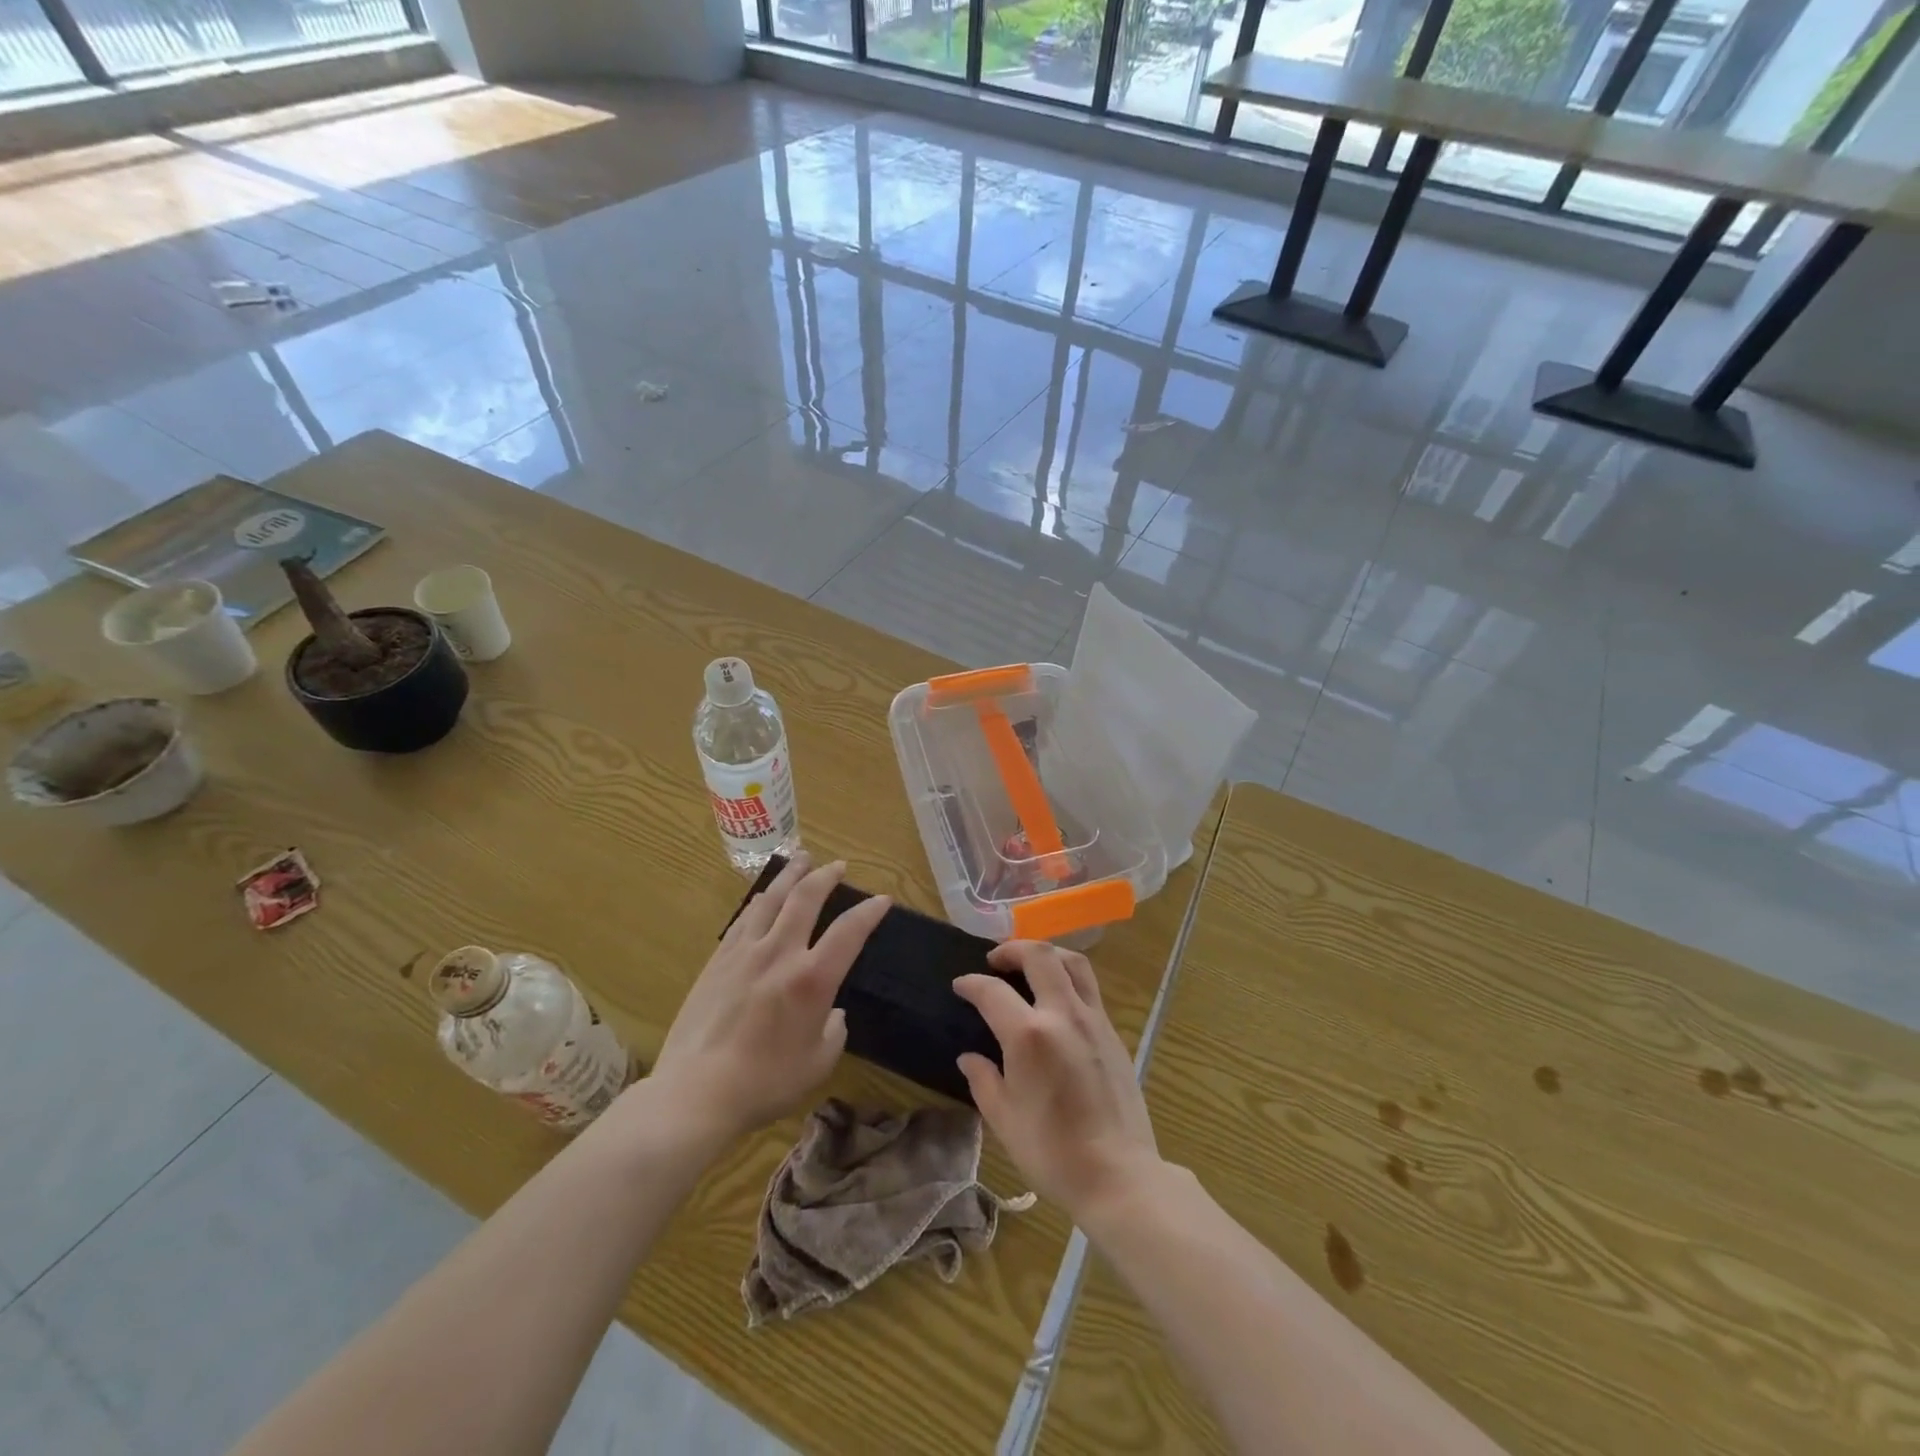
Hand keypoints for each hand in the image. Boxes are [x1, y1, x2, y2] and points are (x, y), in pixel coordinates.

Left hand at [648, 855, 887, 1145]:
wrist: (696, 1092)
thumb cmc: (765, 1083)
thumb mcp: (818, 1064)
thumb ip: (834, 1031)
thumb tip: (833, 1013)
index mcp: (812, 979)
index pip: (849, 931)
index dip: (869, 912)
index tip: (882, 899)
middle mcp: (780, 953)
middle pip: (805, 898)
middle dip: (826, 876)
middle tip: (838, 865)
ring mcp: (744, 952)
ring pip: (771, 899)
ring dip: (790, 875)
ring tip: (801, 859)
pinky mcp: (718, 961)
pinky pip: (744, 918)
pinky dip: (760, 901)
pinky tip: (763, 897)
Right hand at [954, 941, 1160, 1222]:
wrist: (1119, 1175)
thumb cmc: (1052, 1152)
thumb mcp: (1004, 1120)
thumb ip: (983, 1080)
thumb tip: (970, 1058)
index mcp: (1029, 1035)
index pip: (992, 991)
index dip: (971, 983)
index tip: (960, 986)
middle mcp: (1063, 1014)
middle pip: (1040, 956)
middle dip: (1012, 949)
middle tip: (995, 960)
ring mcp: (1093, 1020)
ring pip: (1073, 962)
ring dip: (1047, 953)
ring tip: (1030, 965)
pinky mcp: (1113, 1032)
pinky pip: (1089, 987)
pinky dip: (1068, 977)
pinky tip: (1058, 999)